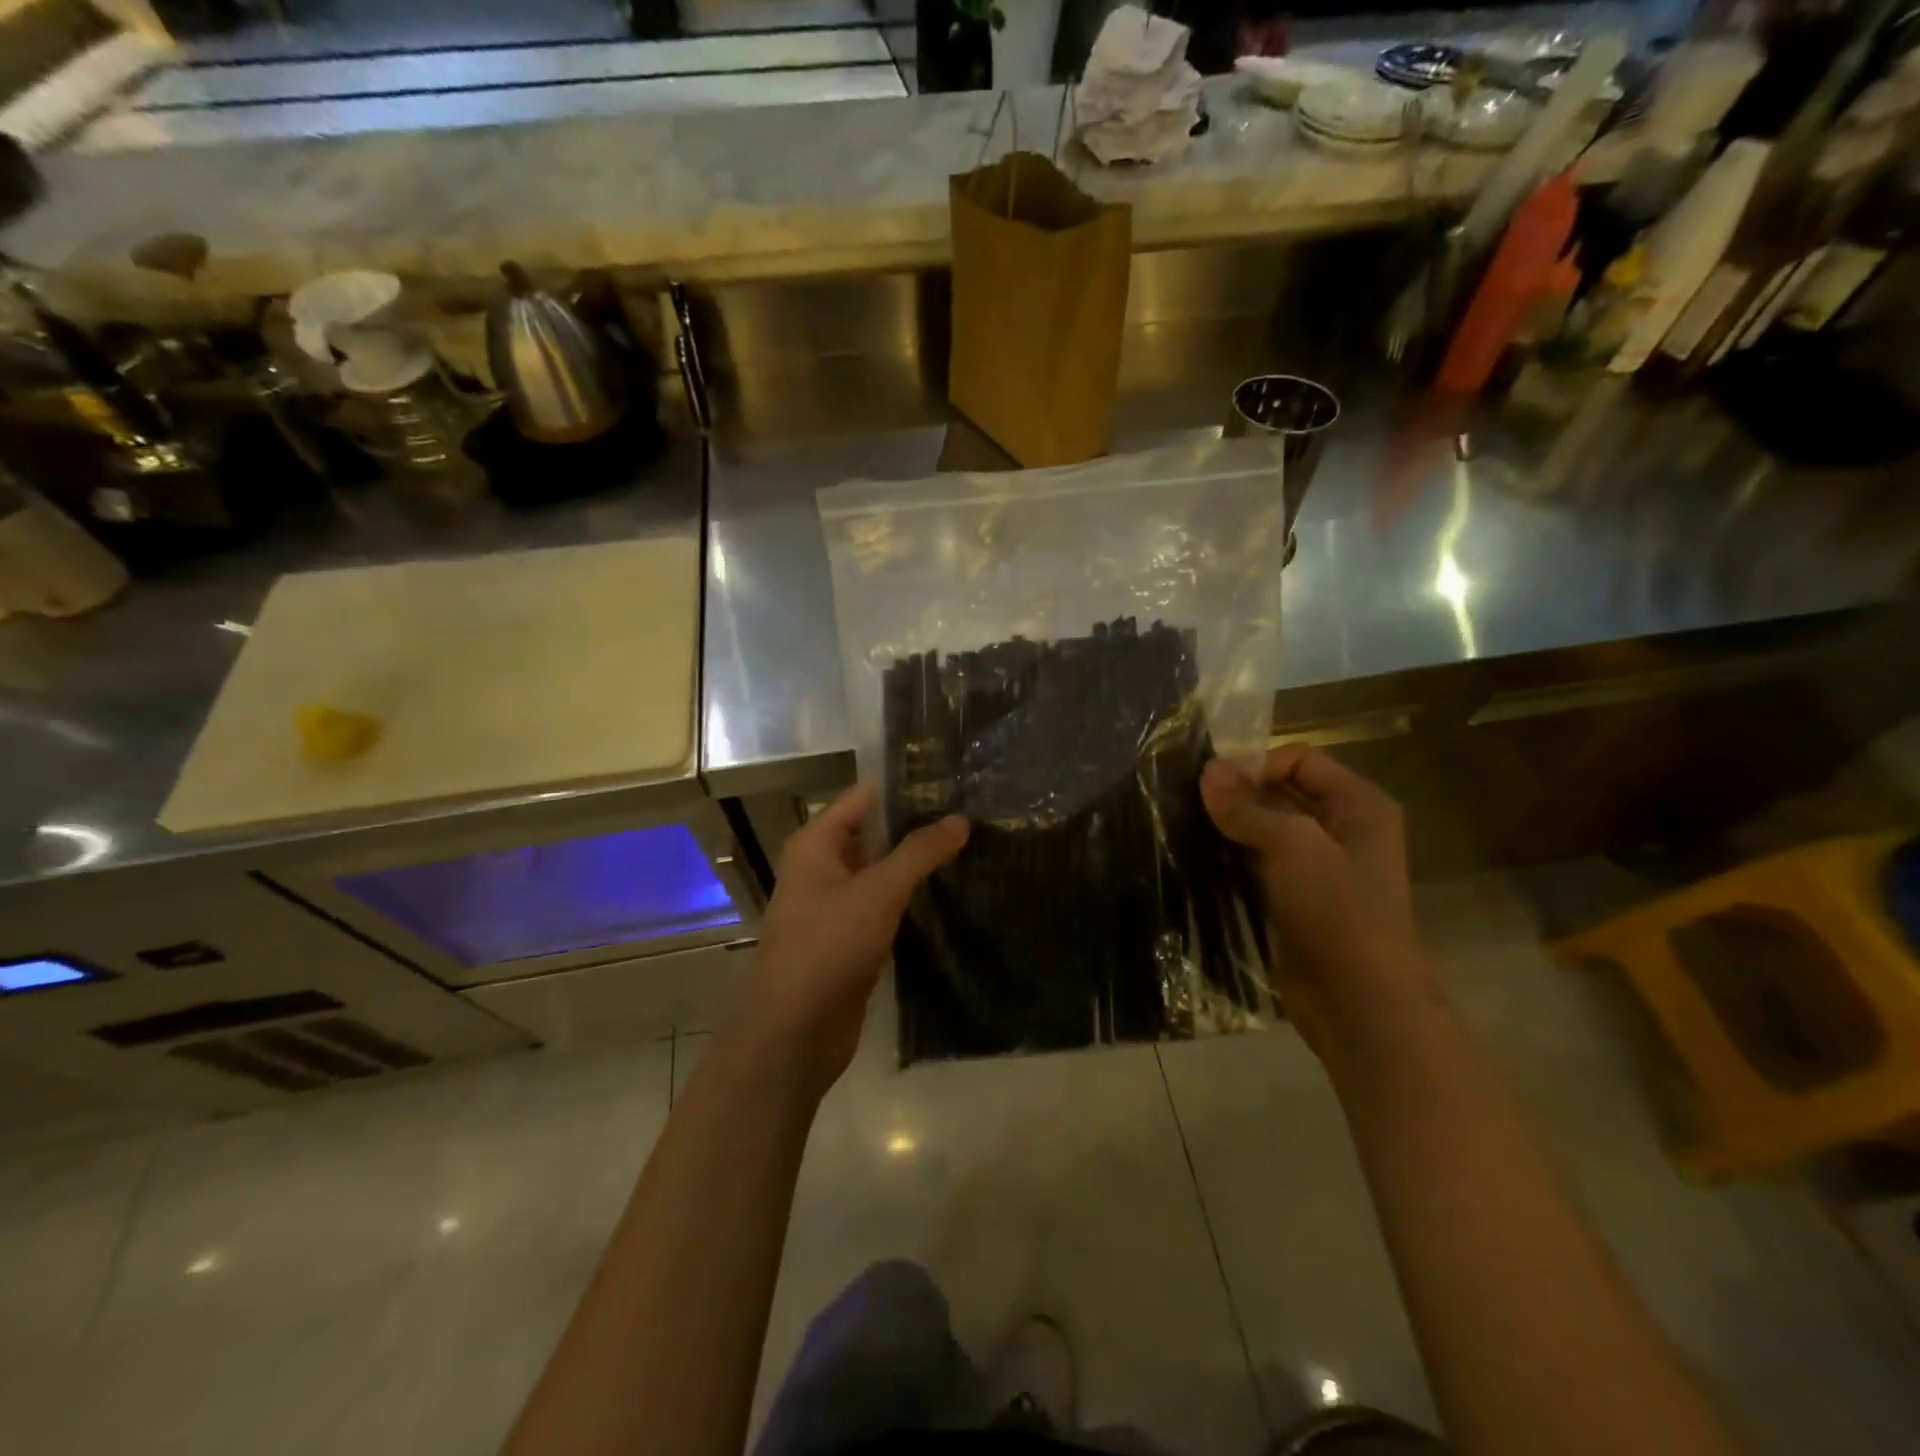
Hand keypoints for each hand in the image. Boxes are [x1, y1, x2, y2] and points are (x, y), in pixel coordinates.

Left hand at [740, 784, 967, 1094]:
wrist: (794, 1033)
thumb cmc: (827, 947)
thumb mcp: (877, 891)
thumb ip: (919, 852)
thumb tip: (961, 819)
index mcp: (816, 844)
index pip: (864, 796)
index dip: (905, 786)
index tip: (953, 779)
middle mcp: (822, 867)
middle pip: (874, 832)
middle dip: (918, 824)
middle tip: (973, 812)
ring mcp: (836, 904)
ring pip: (882, 871)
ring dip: (918, 862)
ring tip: (972, 845)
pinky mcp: (851, 938)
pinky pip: (885, 905)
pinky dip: (912, 897)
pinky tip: (950, 891)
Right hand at [1200, 747, 1439, 1052]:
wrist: (1360, 1003)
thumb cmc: (1339, 912)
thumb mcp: (1294, 846)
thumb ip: (1248, 807)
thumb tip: (1207, 772)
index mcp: (1359, 806)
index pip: (1300, 760)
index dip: (1257, 764)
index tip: (1211, 782)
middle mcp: (1342, 830)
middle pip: (1281, 793)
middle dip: (1238, 793)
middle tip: (1186, 799)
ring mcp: (1318, 869)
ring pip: (1266, 830)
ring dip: (1230, 826)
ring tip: (1184, 822)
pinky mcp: (1294, 901)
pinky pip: (1257, 866)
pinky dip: (1230, 858)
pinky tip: (1197, 856)